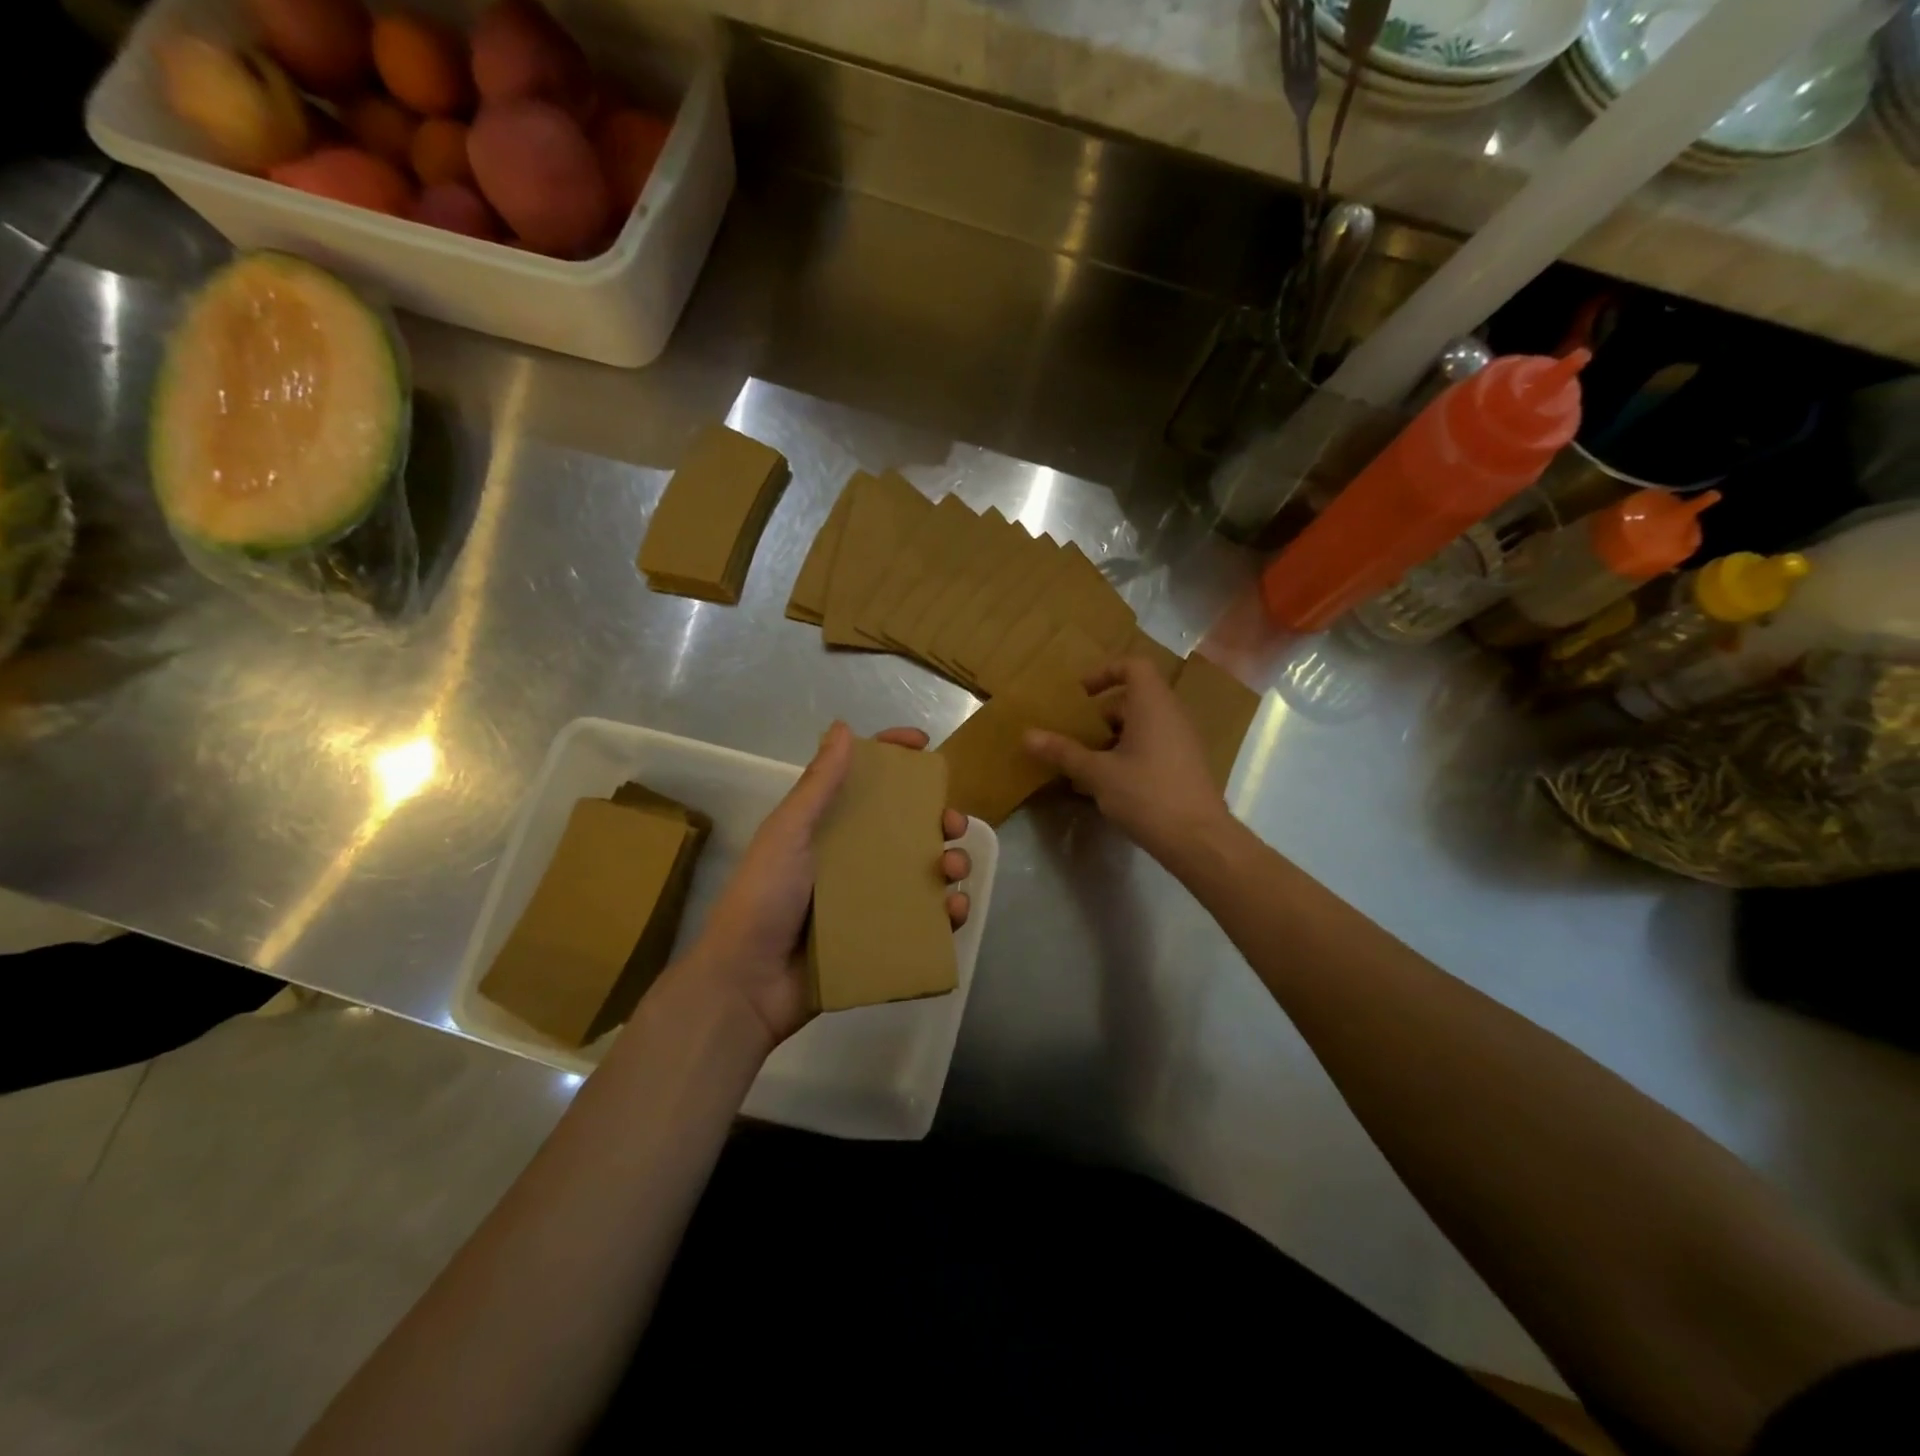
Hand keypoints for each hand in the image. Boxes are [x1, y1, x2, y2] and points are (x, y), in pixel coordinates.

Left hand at [669, 722, 971, 1054]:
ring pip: (923, 871)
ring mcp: (868, 900)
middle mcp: (852, 858)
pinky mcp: (880, 938)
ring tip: (953, 872)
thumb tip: (844, 728)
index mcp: (828, 828)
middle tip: (952, 825)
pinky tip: (954, 912)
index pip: (865, 781)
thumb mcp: (788, 834)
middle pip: (906, 827)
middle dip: (938, 819)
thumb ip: (817, 785)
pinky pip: (923, 919)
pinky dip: (946, 913)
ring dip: (949, 863)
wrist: (748, 984)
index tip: (924, 745)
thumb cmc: (764, 898)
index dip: (894, 757)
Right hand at [1025, 657, 1232, 864]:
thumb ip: (1063, 752)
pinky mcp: (1185, 765)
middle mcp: (1172, 715)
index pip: (1133, 665)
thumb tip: (1027, 735)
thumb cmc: (1147, 795)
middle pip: (1135, 697)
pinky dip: (1129, 753)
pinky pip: (1153, 744)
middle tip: (1075, 733)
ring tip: (1085, 761)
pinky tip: (1108, 783)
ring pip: (1142, 724)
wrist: (1198, 839)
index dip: (1105, 672)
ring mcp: (1183, 740)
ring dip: (1112, 736)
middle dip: (1101, 713)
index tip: (1081, 694)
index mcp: (1153, 705)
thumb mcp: (1098, 773)